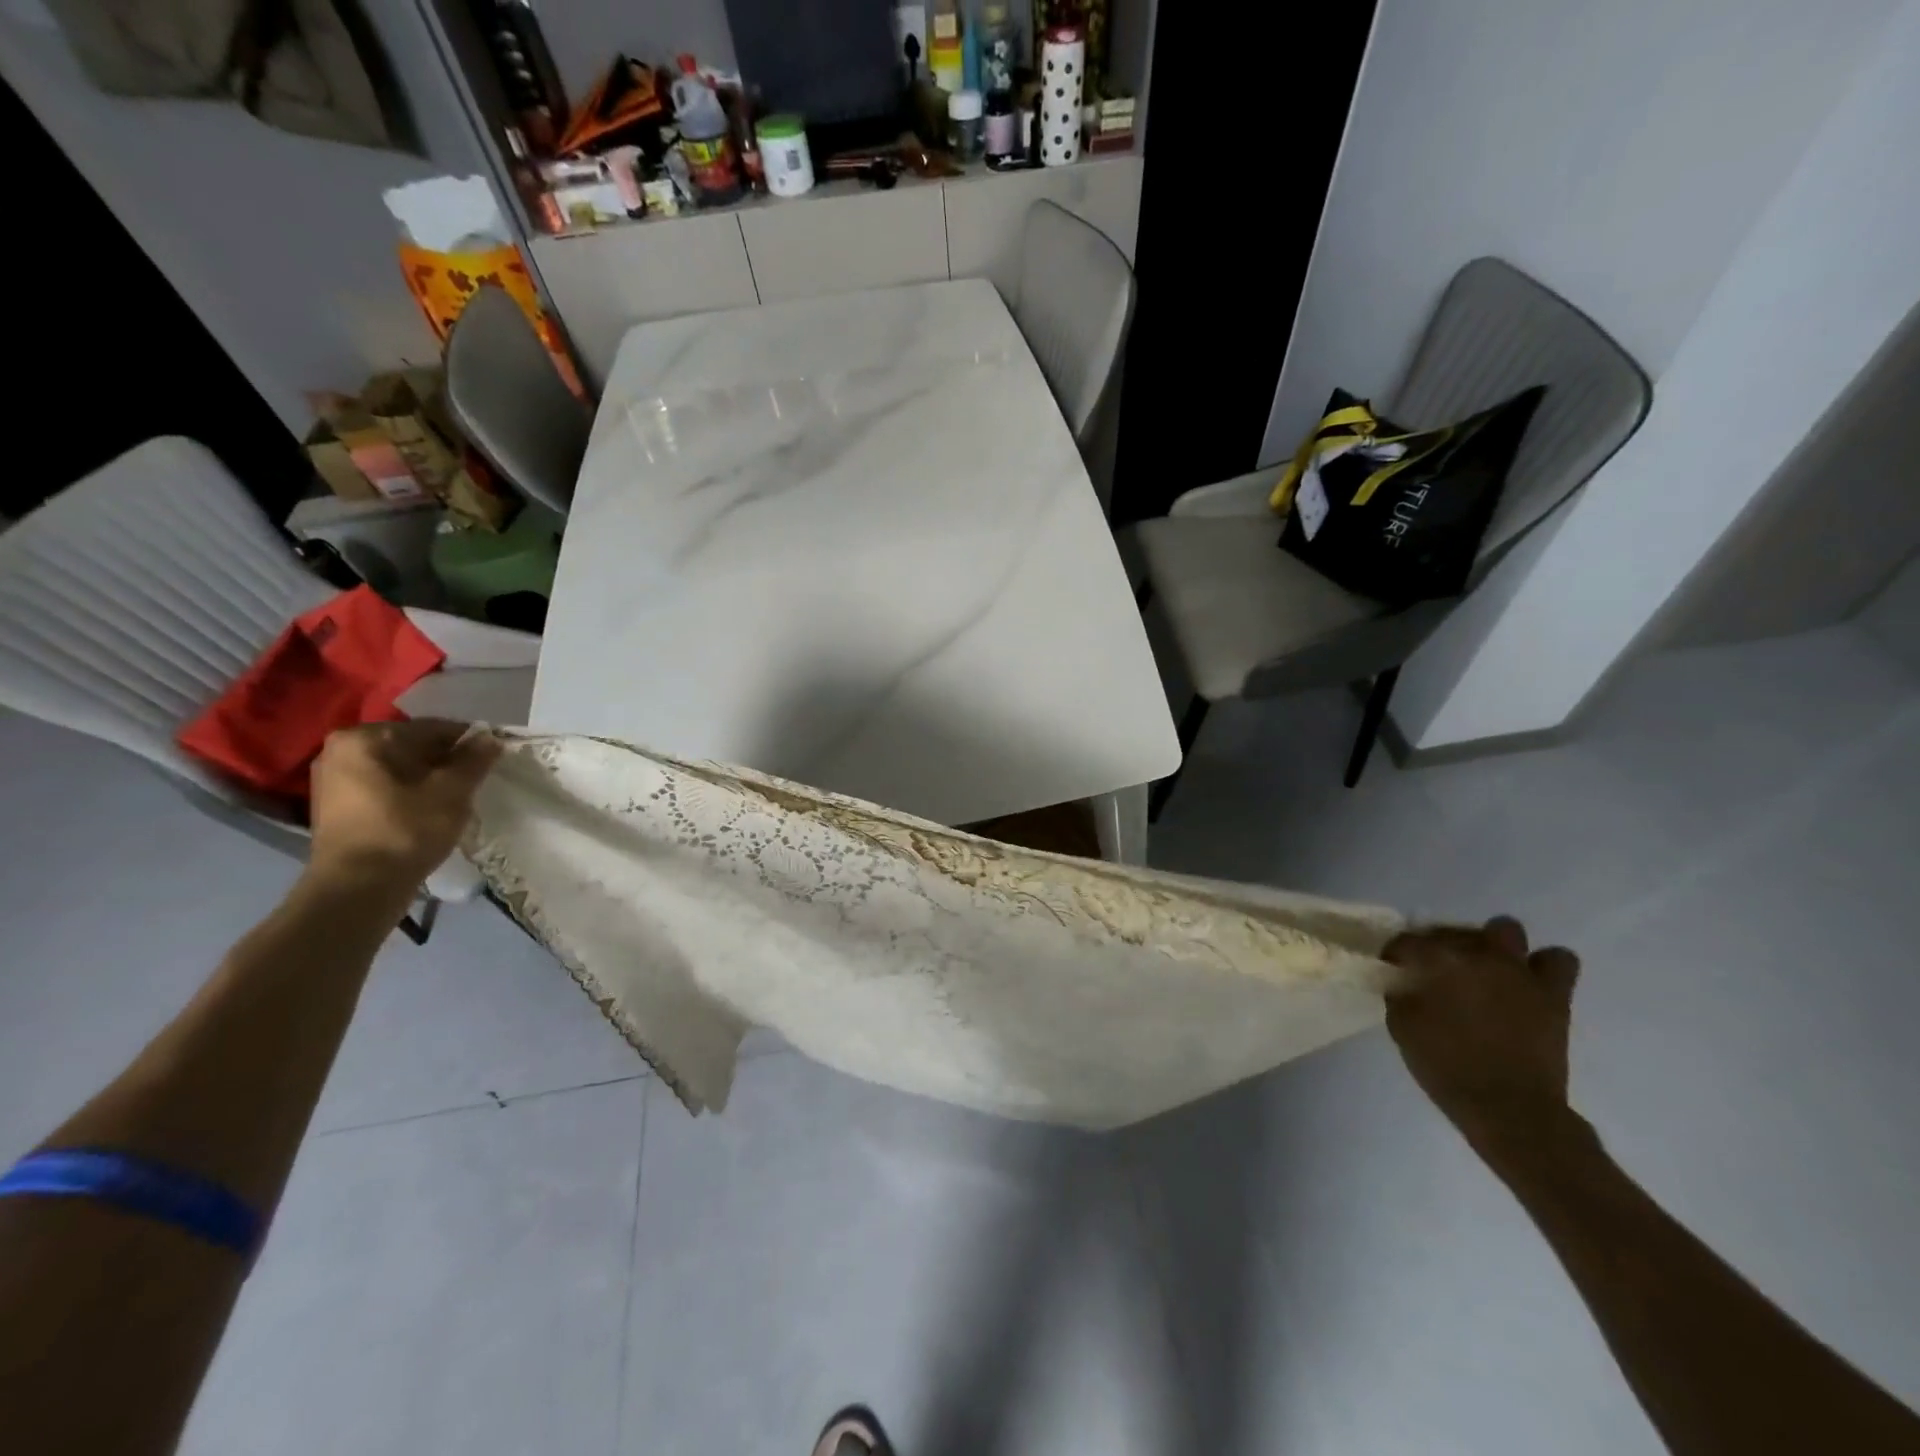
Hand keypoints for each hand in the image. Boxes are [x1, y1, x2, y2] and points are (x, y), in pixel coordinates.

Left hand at [307, 720, 502, 887]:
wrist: (357, 889)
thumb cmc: (406, 830)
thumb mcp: (451, 791)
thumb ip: (474, 759)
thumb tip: (491, 738)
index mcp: (365, 737)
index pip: (432, 728)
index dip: (469, 742)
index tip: (494, 758)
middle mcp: (341, 749)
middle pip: (412, 746)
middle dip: (447, 760)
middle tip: (477, 779)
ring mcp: (334, 779)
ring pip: (399, 767)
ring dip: (430, 777)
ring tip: (457, 796)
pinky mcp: (337, 805)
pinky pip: (385, 785)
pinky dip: (411, 791)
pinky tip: (430, 809)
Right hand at [1382, 917, 1582, 1158]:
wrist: (1508, 1108)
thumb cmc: (1446, 1067)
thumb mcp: (1402, 1028)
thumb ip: (1400, 993)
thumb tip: (1404, 980)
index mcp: (1437, 961)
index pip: (1407, 941)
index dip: (1397, 954)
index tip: (1395, 971)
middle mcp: (1477, 955)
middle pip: (1452, 931)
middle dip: (1441, 946)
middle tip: (1437, 972)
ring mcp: (1519, 971)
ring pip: (1506, 930)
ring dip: (1492, 945)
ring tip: (1485, 969)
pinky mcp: (1553, 992)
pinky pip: (1558, 960)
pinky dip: (1542, 966)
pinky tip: (1528, 982)